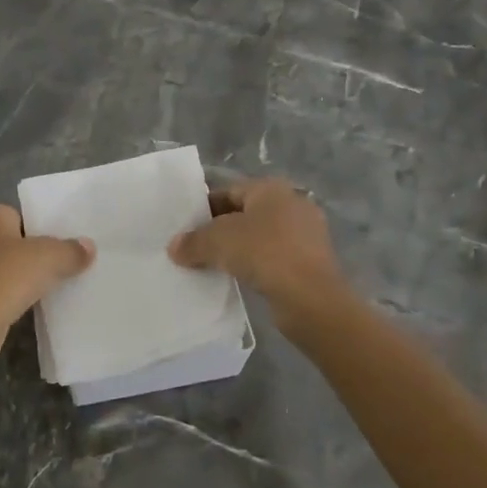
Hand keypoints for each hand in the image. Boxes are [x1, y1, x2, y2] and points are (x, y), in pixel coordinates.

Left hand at [0, 205, 94, 361]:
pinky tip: (16, 308)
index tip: (56, 251)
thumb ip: (72, 250)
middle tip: (51, 271)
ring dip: (11, 277)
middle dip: (25, 254)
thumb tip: (88, 246)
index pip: (19, 216)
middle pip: (6, 240)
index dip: (39, 232)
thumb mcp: (50, 258)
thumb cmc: (7, 278)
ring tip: (38, 292)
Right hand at [168, 177, 352, 337]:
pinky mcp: (311, 262)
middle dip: (219, 230)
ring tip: (212, 265)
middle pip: (244, 213)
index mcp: (271, 189)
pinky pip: (274, 258)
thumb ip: (193, 241)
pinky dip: (256, 266)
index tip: (184, 227)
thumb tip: (174, 247)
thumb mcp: (218, 242)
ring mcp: (306, 234)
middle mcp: (291, 204)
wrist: (312, 299)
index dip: (203, 208)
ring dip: (238, 249)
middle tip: (194, 247)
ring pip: (260, 237)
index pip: (228, 191)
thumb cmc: (264, 253)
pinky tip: (239, 279)